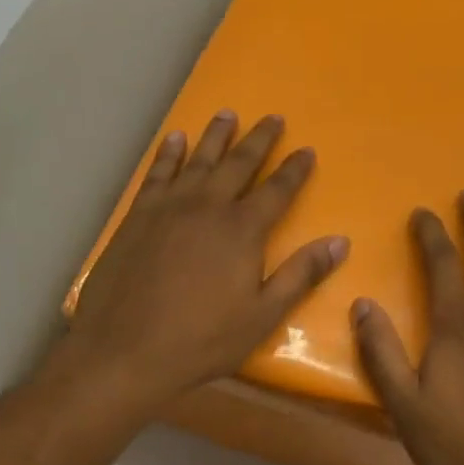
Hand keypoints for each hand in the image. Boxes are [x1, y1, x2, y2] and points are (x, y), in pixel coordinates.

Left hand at [65, 110, 348, 411]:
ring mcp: (169, 207)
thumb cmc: (201, 339)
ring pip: (198, 160)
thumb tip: (340, 242)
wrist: (123, 350)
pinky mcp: (138, 216)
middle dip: (259, 140)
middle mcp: (208, 206)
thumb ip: (301, 275)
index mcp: (242, 230)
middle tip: (273, 118)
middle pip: (239, 164)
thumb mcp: (263, 315)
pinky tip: (174, 139)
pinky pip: (157, 173)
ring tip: (228, 114)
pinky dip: (168, 154)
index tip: (307, 149)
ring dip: (216, 136)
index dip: (294, 169)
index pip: (277, 190)